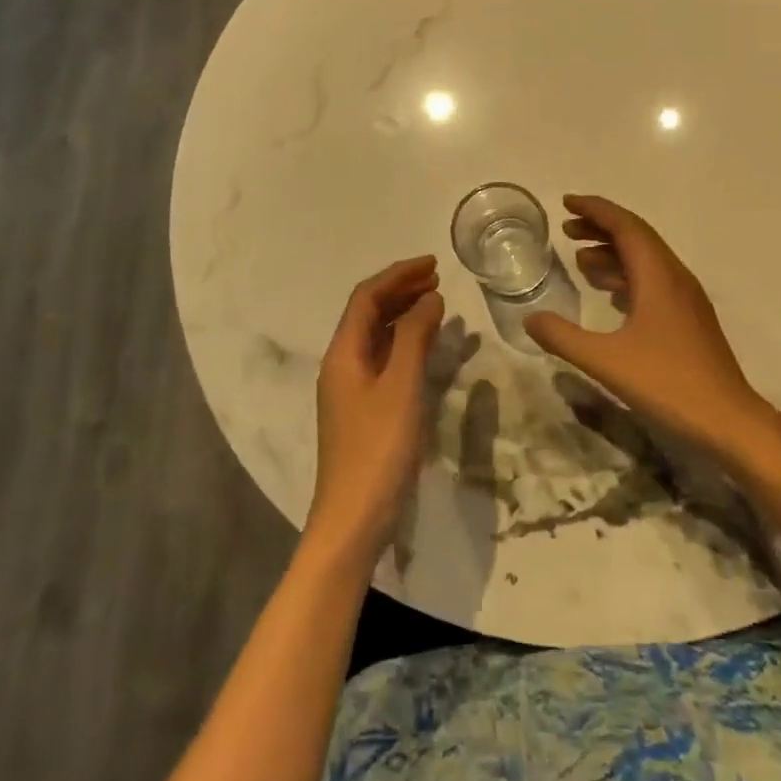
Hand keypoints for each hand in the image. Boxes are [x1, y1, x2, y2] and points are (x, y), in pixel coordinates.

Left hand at [307, 255, 445, 563]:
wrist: (355, 517)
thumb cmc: (378, 448)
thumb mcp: (401, 387)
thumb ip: (414, 338)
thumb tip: (429, 298)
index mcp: (343, 353)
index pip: (366, 298)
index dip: (398, 275)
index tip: (433, 263)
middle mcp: (342, 364)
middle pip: (368, 313)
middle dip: (401, 290)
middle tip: (438, 279)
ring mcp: (351, 388)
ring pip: (377, 337)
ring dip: (404, 315)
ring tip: (437, 304)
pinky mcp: (363, 409)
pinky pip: (384, 360)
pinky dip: (405, 343)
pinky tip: (427, 347)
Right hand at [524, 195, 768, 454]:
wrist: (728, 420)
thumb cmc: (668, 384)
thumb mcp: (606, 361)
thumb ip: (563, 337)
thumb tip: (529, 319)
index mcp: (658, 277)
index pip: (626, 227)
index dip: (595, 210)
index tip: (566, 202)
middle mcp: (674, 278)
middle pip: (637, 237)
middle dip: (601, 227)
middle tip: (566, 229)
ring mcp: (685, 299)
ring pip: (646, 260)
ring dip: (613, 253)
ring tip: (579, 259)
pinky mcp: (688, 319)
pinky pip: (653, 281)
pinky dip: (627, 276)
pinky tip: (609, 293)